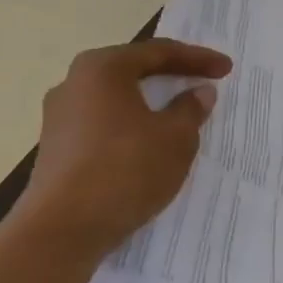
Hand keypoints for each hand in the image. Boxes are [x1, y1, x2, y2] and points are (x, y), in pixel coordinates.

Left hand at [14, 38, 232, 258]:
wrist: (62, 230)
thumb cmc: (125, 169)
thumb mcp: (175, 138)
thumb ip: (191, 109)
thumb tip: (198, 92)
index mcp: (102, 68)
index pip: (159, 52)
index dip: (197, 59)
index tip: (226, 69)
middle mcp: (74, 83)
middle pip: (133, 71)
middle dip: (171, 77)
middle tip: (203, 83)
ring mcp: (59, 117)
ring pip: (117, 100)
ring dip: (150, 105)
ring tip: (179, 116)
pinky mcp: (56, 149)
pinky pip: (103, 125)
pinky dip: (131, 127)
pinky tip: (148, 145)